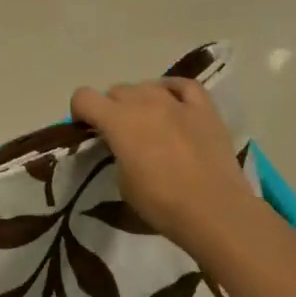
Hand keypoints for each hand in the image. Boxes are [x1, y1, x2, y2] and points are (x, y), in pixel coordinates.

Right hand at [70, 80, 260, 250]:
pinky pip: (184, 86)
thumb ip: (116, 152)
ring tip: (149, 123)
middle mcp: (144, 101)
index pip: (83, 97)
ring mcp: (176, 102)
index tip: (87, 129)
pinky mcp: (205, 109)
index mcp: (117, 120)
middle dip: (112, 108)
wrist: (214, 210)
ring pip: (147, 86)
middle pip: (116, 91)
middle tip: (120, 133)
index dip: (81, 112)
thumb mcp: (122, 181)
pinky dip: (173, 90)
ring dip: (141, 101)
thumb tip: (122, 145)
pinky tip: (173, 103)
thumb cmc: (161, 202)